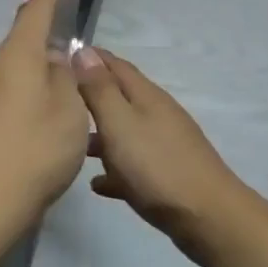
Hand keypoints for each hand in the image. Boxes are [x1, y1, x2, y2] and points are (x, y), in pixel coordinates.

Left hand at [0, 0, 90, 259]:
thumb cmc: (33, 155)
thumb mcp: (69, 114)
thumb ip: (65, 79)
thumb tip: (53, 59)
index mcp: (15, 58)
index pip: (34, 14)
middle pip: (21, 52)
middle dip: (44, 60)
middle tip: (69, 86)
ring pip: (7, 83)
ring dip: (28, 92)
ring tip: (50, 125)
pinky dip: (12, 116)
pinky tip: (24, 147)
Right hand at [72, 48, 250, 263]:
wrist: (207, 217)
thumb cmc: (156, 166)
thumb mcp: (119, 123)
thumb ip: (100, 89)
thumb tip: (83, 50)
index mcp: (146, 96)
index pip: (116, 65)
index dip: (91, 58)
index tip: (62, 55)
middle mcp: (157, 114)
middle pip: (121, 97)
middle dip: (92, 95)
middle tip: (60, 100)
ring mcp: (165, 144)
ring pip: (126, 131)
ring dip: (101, 134)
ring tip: (72, 144)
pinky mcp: (168, 175)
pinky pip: (134, 165)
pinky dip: (115, 168)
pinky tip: (98, 184)